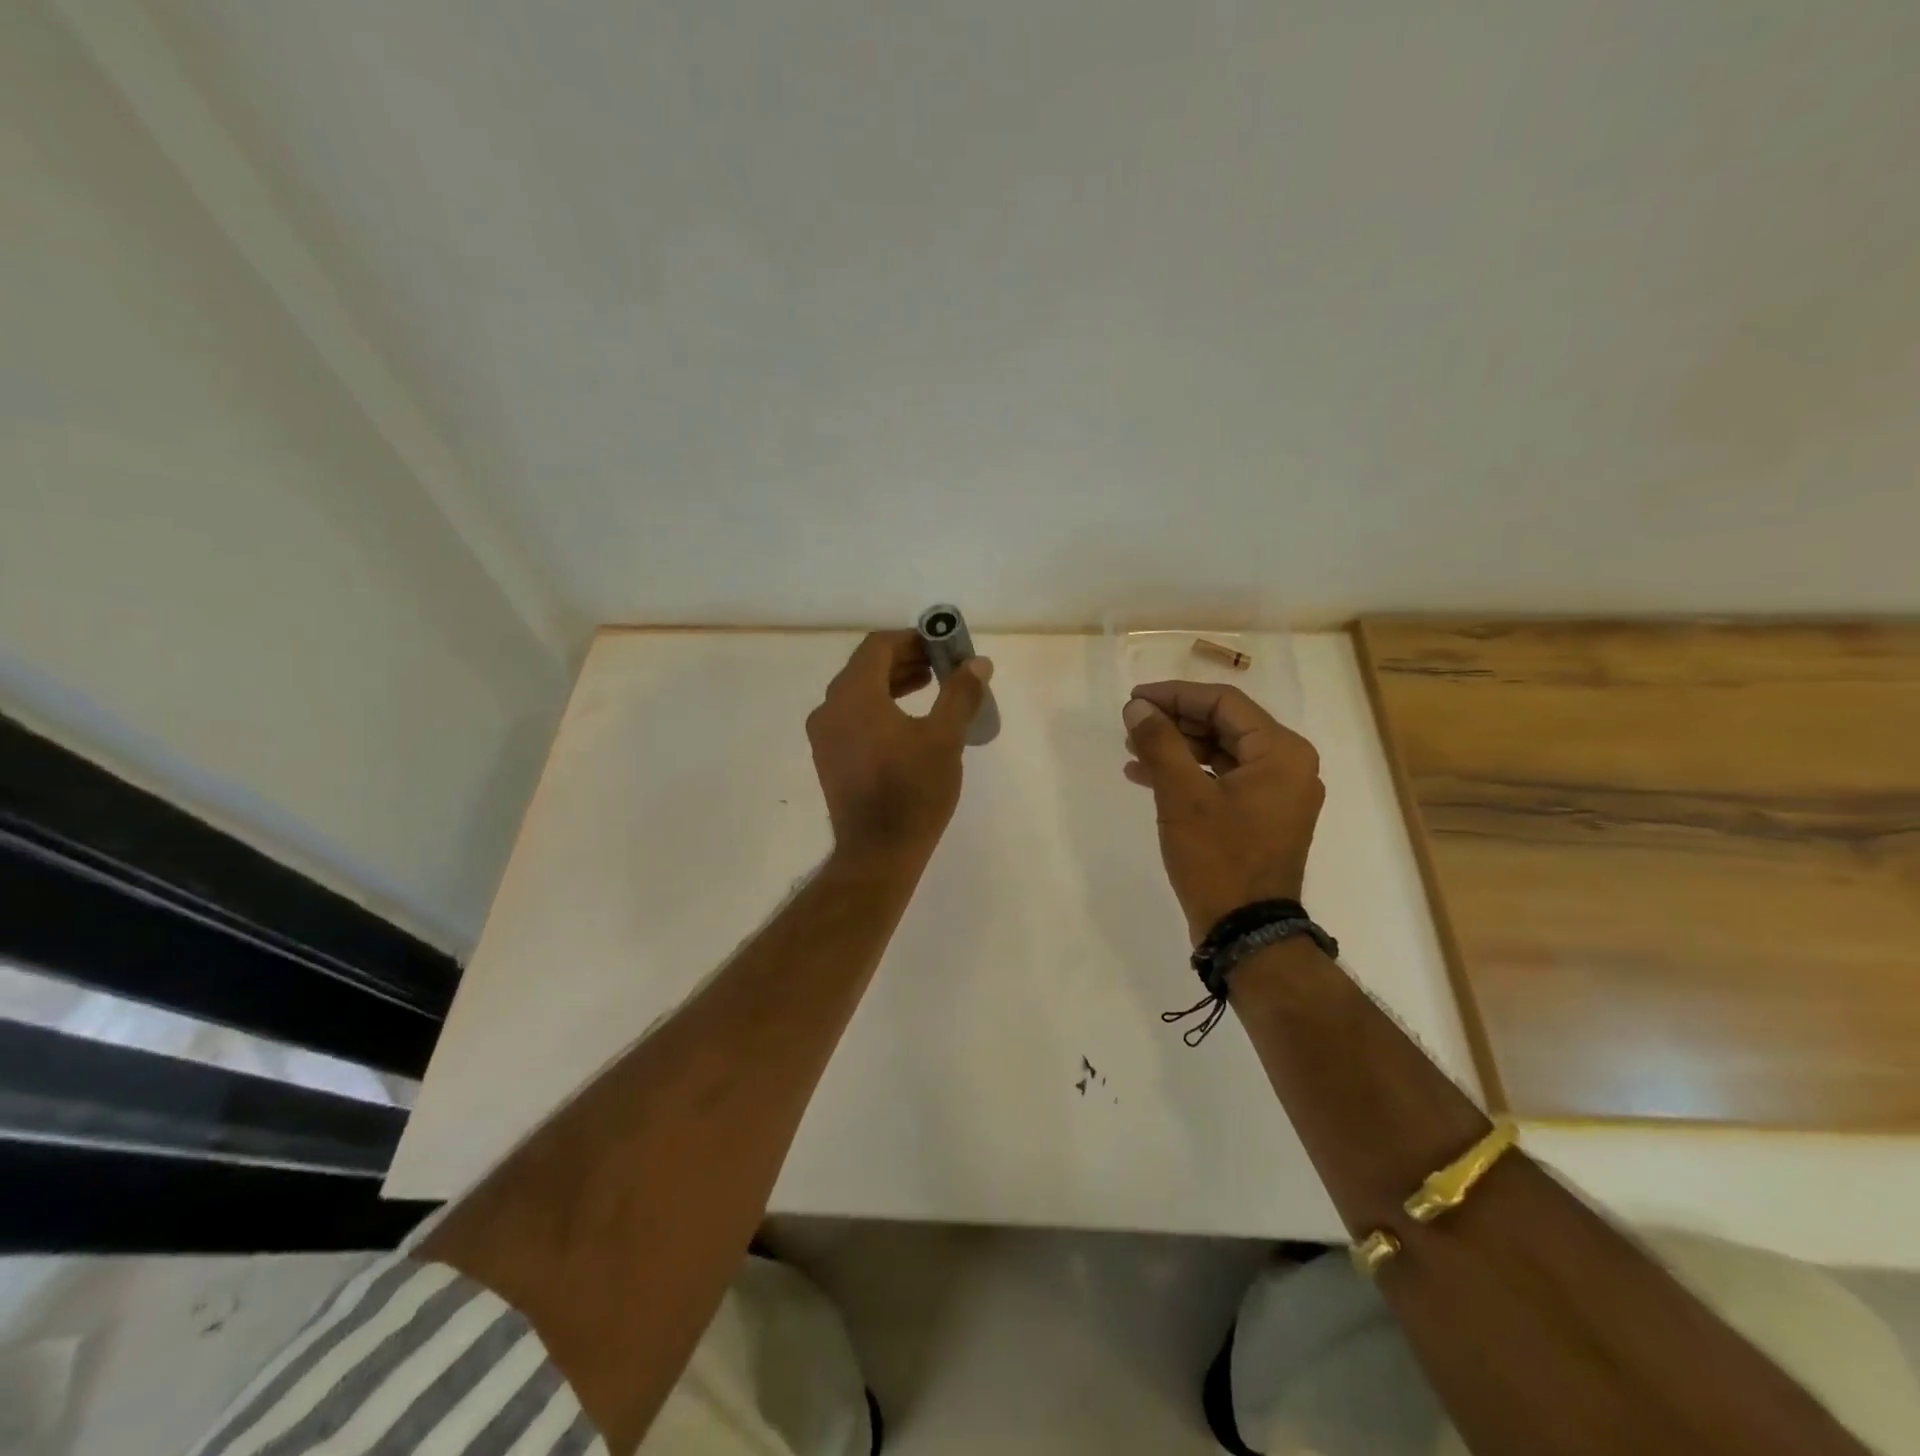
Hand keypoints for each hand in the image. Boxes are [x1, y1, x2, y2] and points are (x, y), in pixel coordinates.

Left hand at [807, 631, 992, 864]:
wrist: (878, 852)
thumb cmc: (913, 791)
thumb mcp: (944, 738)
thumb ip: (960, 694)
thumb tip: (978, 664)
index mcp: (854, 694)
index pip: (878, 646)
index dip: (912, 639)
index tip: (941, 646)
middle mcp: (830, 708)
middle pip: (866, 667)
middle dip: (905, 660)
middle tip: (941, 665)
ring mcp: (824, 735)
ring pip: (857, 692)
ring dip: (892, 683)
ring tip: (929, 687)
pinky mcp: (828, 758)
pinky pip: (852, 716)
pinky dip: (878, 707)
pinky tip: (907, 722)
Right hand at [1121, 681, 1324, 941]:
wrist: (1246, 932)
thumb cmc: (1219, 858)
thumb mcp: (1182, 796)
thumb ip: (1160, 743)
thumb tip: (1137, 708)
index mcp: (1281, 752)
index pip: (1224, 703)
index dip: (1175, 695)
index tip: (1134, 700)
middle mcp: (1288, 765)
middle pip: (1225, 725)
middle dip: (1174, 722)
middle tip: (1131, 725)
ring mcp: (1277, 794)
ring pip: (1221, 753)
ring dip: (1177, 748)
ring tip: (1132, 750)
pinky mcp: (1262, 817)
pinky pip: (1223, 780)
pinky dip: (1188, 775)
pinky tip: (1148, 777)